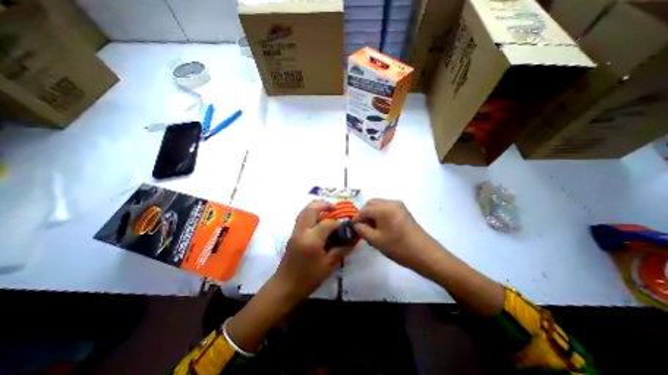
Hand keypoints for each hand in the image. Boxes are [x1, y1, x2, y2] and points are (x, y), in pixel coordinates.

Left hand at [272, 201, 353, 299]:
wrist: (285, 287)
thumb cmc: (308, 278)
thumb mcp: (328, 265)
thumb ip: (342, 249)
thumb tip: (354, 238)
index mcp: (311, 240)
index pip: (327, 223)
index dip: (338, 223)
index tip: (345, 226)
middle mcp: (301, 231)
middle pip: (311, 208)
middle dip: (324, 204)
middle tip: (335, 208)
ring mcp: (295, 232)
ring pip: (304, 210)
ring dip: (316, 206)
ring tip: (328, 210)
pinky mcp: (292, 234)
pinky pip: (302, 217)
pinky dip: (311, 213)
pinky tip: (318, 220)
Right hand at [354, 200, 433, 268]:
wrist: (425, 254)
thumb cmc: (398, 247)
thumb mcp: (376, 240)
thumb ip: (362, 230)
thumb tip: (355, 224)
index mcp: (383, 208)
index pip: (364, 210)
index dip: (356, 218)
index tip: (352, 227)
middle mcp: (390, 202)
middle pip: (371, 204)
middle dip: (364, 214)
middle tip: (361, 227)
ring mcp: (398, 205)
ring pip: (379, 205)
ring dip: (372, 213)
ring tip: (371, 228)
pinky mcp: (403, 210)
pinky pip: (386, 207)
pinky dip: (380, 214)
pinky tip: (380, 226)